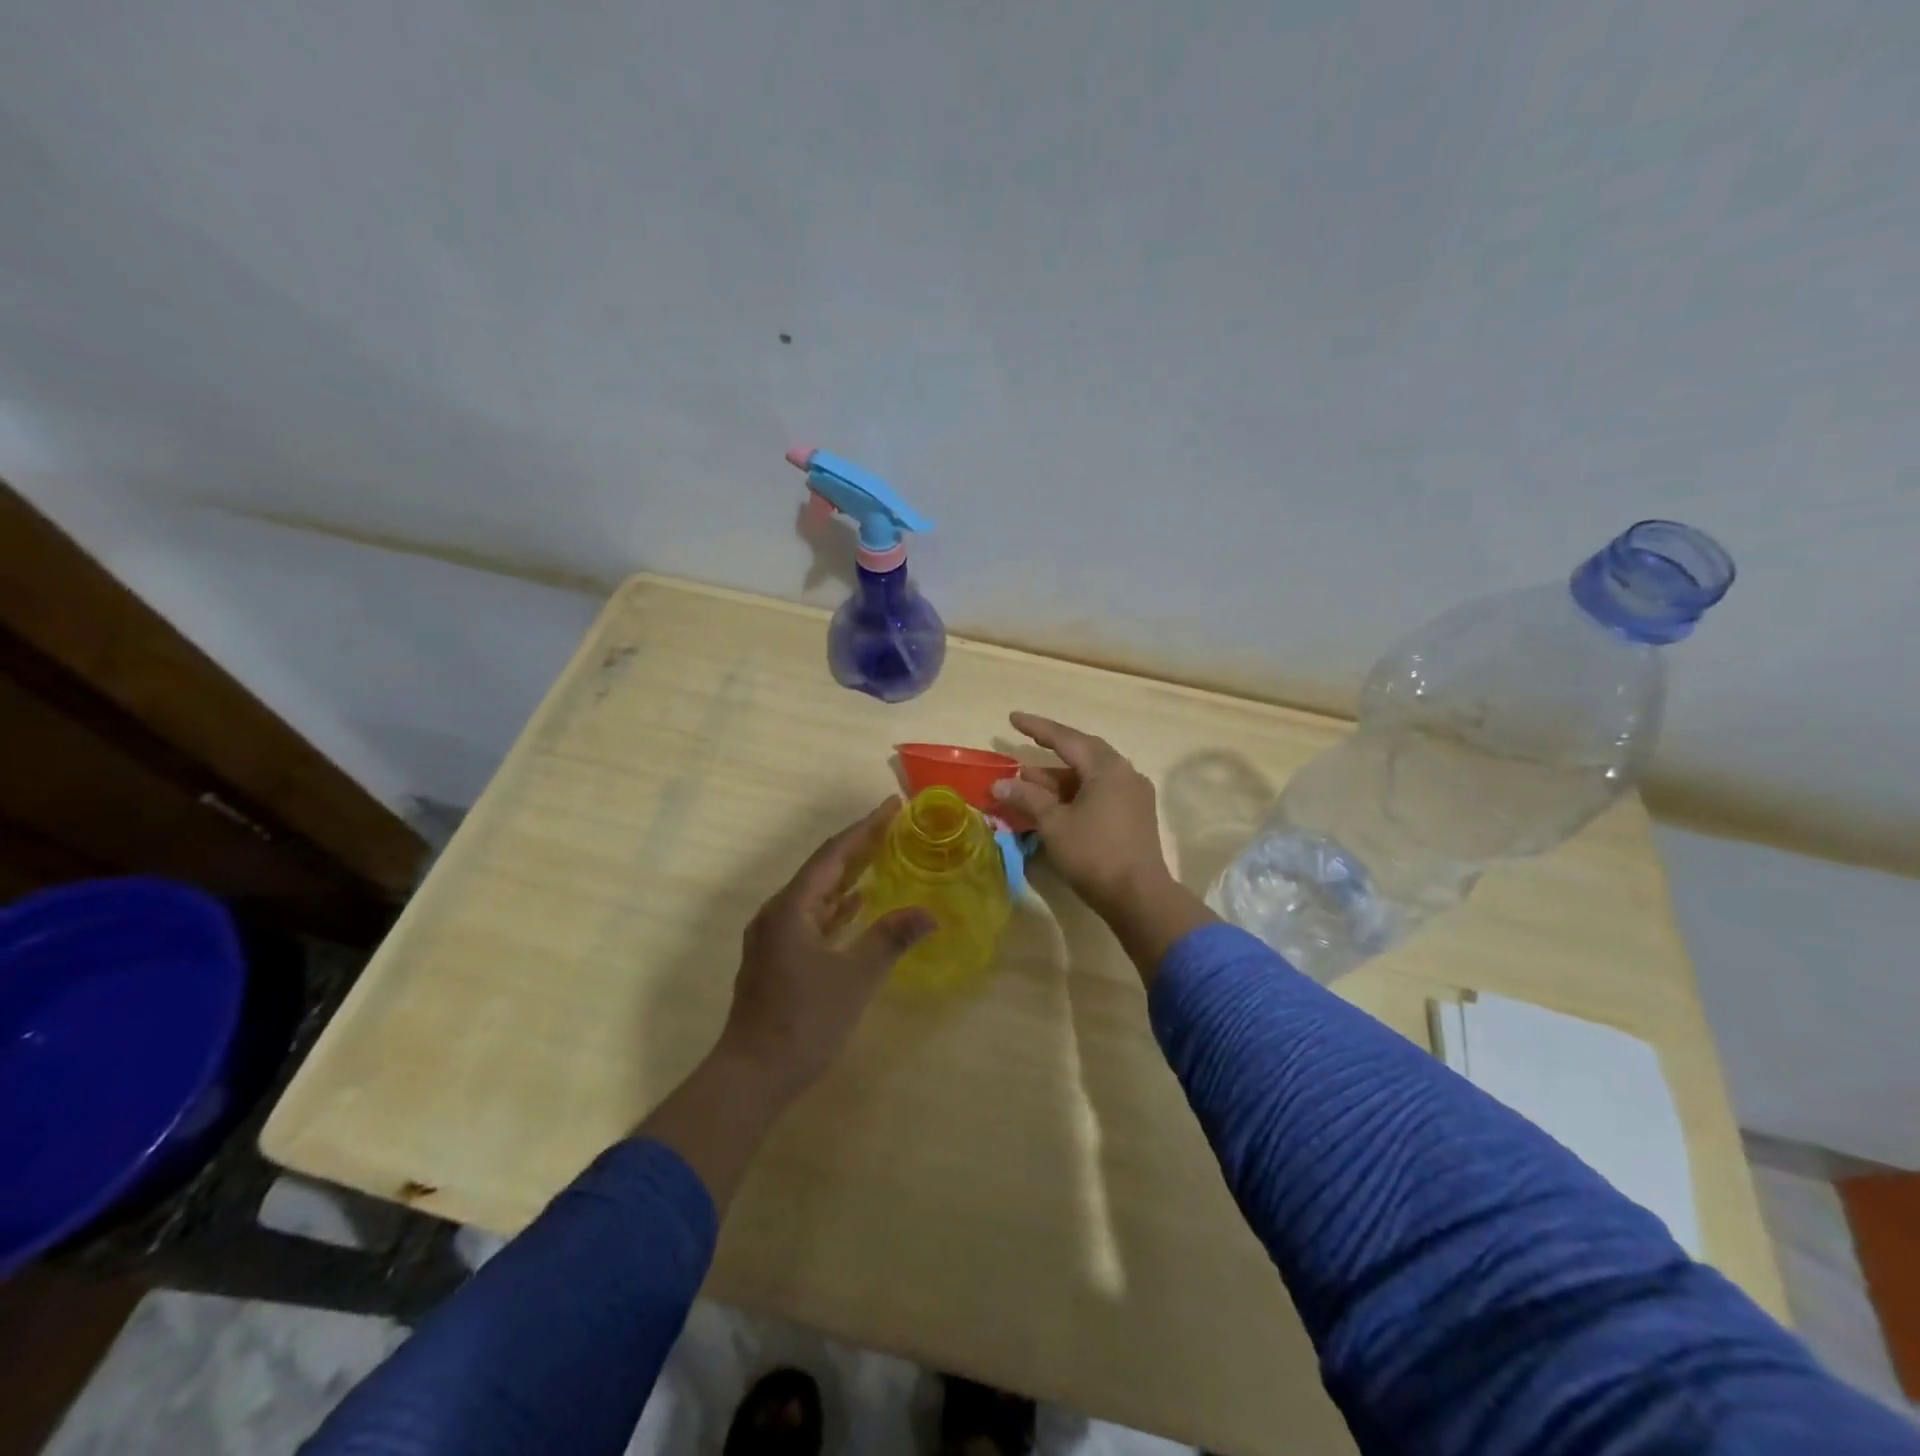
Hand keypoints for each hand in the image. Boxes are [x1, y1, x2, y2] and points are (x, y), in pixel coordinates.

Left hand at [716, 798, 934, 1099]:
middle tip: (894, 826)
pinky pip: (813, 916)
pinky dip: (838, 905)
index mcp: (791, 908)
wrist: (752, 1075)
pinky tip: (858, 903)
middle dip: (859, 845)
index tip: (892, 806)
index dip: (865, 828)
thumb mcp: (854, 978)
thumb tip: (930, 913)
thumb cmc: (804, 1021)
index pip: (833, 854)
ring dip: (849, 874)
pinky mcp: (779, 957)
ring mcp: (775, 936)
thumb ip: (890, 939)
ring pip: (818, 893)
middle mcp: (778, 912)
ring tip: (883, 855)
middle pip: (823, 868)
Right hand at [993, 713, 1214, 981]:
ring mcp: (1133, 794)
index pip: (1066, 738)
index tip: (1013, 718)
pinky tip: (1055, 803)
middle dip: (1052, 749)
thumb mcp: (1054, 823)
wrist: (1139, 896)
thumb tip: (1000, 784)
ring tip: (1029, 783)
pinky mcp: (1135, 815)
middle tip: (1026, 742)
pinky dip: (1075, 792)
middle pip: (1083, 753)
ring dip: (1060, 777)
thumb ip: (1027, 798)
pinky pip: (1100, 792)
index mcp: (1107, 767)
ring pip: (1091, 775)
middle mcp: (1125, 773)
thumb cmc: (1094, 853)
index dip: (1037, 728)